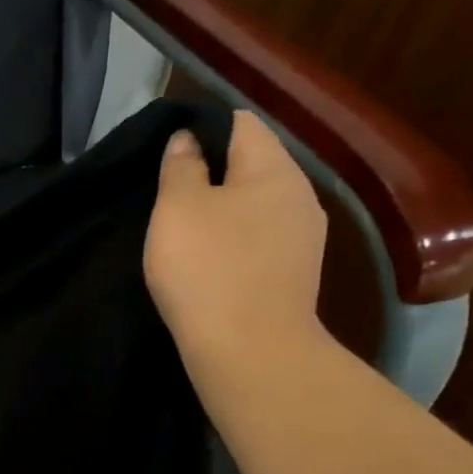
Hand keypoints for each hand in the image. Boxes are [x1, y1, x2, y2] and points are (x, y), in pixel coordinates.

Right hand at [144, 112, 328, 361]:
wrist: (249, 349)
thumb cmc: (207, 269)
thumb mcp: (178, 209)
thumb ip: (181, 167)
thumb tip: (188, 139)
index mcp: (274, 169)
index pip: (242, 124)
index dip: (204, 128)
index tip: (169, 154)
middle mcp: (299, 195)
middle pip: (252, 166)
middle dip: (213, 174)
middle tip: (169, 197)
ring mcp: (303, 239)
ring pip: (256, 208)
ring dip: (223, 213)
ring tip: (185, 234)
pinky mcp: (293, 275)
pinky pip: (259, 242)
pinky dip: (233, 244)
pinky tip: (209, 265)